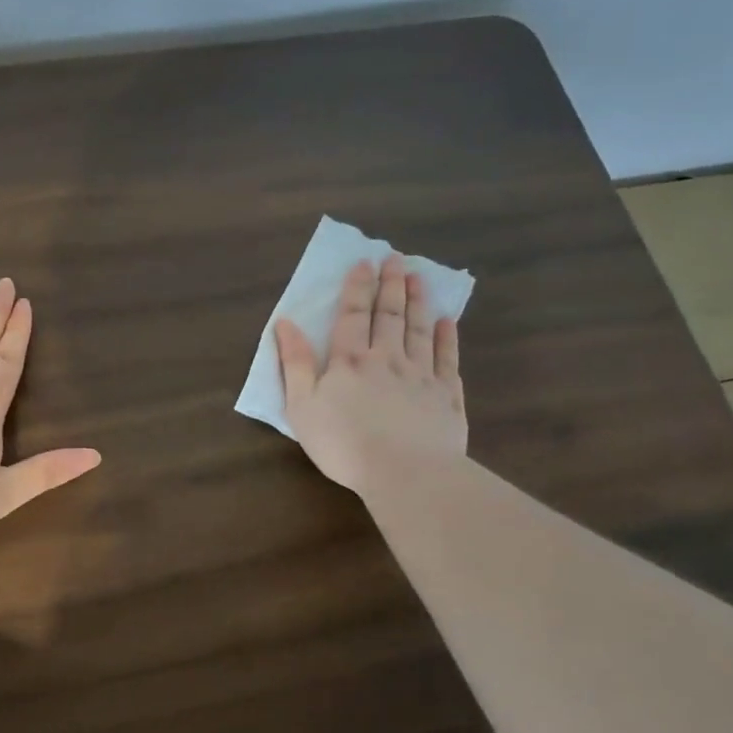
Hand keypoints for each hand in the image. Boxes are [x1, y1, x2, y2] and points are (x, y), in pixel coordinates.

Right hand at [275, 254, 467, 494]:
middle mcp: (387, 358)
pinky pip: (447, 359)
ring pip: (419, 330)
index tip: (364, 262)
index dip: (357, 288)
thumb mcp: (302, 406)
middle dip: (390, 284)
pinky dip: (447, 338)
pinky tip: (447, 322)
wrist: (405, 474)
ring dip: (417, 302)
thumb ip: (294, 363)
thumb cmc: (343, 443)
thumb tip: (285, 323)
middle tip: (395, 258)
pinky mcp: (447, 397)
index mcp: (350, 361)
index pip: (353, 315)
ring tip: (418, 277)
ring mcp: (421, 376)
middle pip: (390, 315)